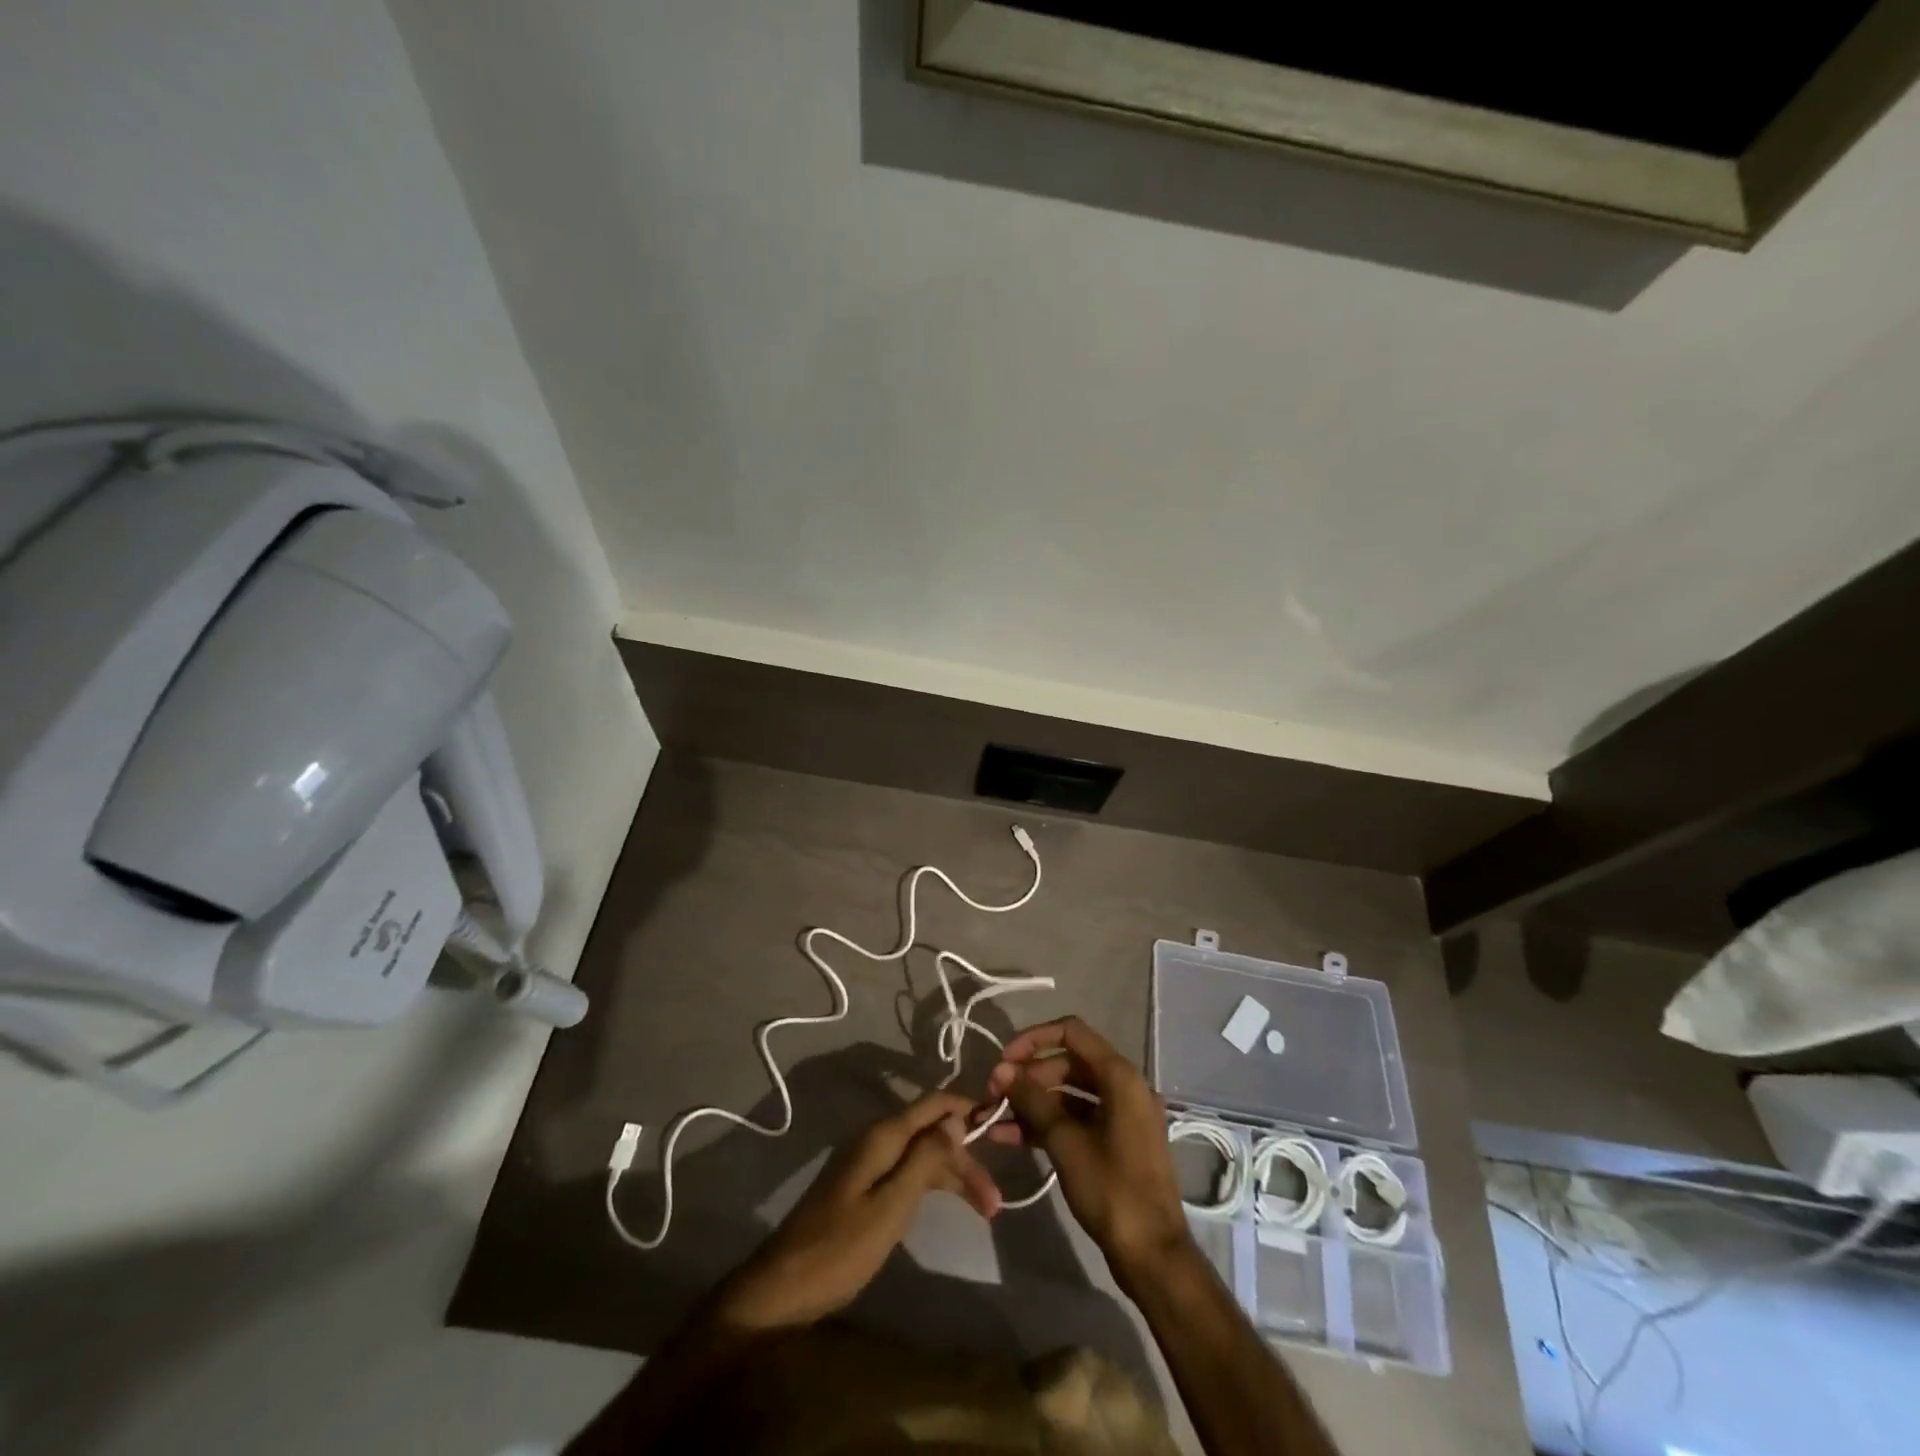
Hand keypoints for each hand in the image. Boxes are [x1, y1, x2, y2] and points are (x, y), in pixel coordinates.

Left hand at [712, 1090, 1001, 1333]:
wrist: (781, 1288)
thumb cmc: (840, 1248)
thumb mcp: (891, 1206)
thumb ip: (925, 1158)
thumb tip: (955, 1117)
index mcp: (882, 1135)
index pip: (934, 1104)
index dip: (967, 1107)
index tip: (1000, 1120)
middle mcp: (876, 1139)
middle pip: (931, 1132)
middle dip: (966, 1158)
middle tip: (995, 1200)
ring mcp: (867, 1162)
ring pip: (921, 1155)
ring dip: (953, 1176)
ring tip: (986, 1210)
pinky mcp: (862, 1186)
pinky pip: (906, 1172)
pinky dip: (932, 1185)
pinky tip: (948, 1204)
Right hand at [980, 1017, 1191, 1290]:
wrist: (1153, 1255)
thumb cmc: (1111, 1190)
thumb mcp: (1065, 1141)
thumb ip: (1032, 1099)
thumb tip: (1002, 1070)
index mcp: (1120, 1076)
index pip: (1071, 1032)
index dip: (1033, 1039)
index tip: (1004, 1060)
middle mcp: (1125, 1086)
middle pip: (1069, 1062)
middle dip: (1029, 1076)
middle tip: (994, 1095)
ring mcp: (1123, 1115)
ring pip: (1070, 1093)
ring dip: (1033, 1103)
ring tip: (995, 1120)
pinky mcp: (1117, 1141)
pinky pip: (1078, 1119)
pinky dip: (1048, 1124)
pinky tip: (1012, 1139)